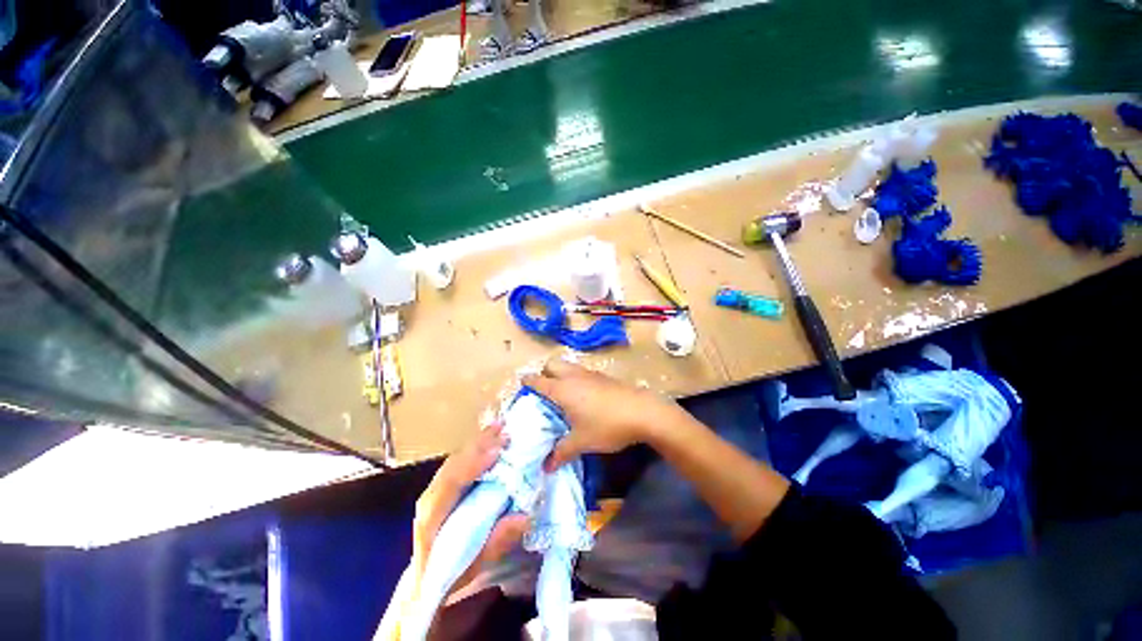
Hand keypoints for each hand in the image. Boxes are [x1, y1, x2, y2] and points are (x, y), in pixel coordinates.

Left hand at [375, 424, 528, 640]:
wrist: (425, 578)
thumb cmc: (451, 572)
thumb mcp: (477, 565)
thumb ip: (498, 541)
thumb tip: (525, 515)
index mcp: (431, 519)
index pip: (450, 484)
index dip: (473, 465)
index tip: (497, 452)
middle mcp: (430, 497)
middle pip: (453, 464)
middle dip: (480, 447)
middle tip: (507, 434)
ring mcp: (435, 487)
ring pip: (456, 457)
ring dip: (479, 441)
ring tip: (502, 427)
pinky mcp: (444, 483)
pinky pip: (460, 458)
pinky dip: (476, 444)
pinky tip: (491, 434)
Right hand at [522, 359, 685, 471]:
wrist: (643, 412)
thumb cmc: (606, 425)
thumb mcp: (581, 442)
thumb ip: (561, 453)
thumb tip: (546, 467)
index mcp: (562, 389)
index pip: (537, 380)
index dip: (527, 383)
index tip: (521, 387)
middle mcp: (573, 376)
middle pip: (552, 364)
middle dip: (544, 373)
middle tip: (544, 392)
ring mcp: (590, 374)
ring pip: (568, 366)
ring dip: (561, 375)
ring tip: (563, 396)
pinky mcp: (603, 376)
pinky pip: (582, 372)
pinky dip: (576, 379)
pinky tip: (584, 398)